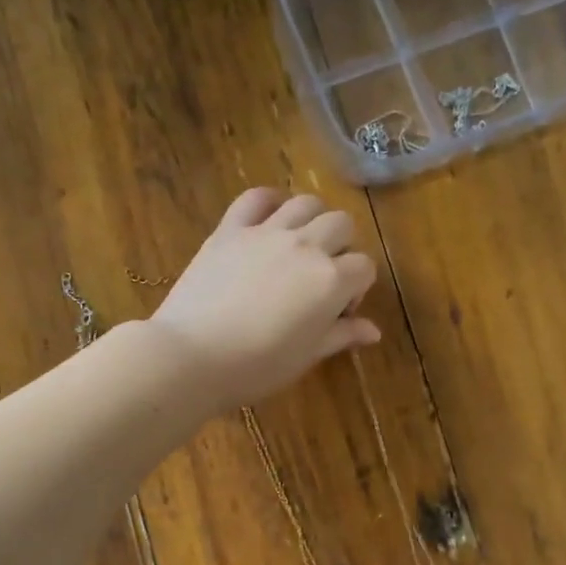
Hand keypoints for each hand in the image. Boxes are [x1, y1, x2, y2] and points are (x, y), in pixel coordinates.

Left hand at [148, 188, 379, 407]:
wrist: (192, 356)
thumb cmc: (256, 367)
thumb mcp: (306, 356)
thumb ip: (341, 335)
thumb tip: (373, 331)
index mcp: (331, 280)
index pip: (364, 267)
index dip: (357, 288)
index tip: (339, 311)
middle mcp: (306, 246)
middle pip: (341, 224)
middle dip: (342, 247)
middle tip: (322, 276)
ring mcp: (266, 232)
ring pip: (306, 203)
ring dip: (313, 219)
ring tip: (300, 244)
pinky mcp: (230, 229)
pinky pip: (256, 197)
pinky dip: (269, 201)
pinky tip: (269, 217)